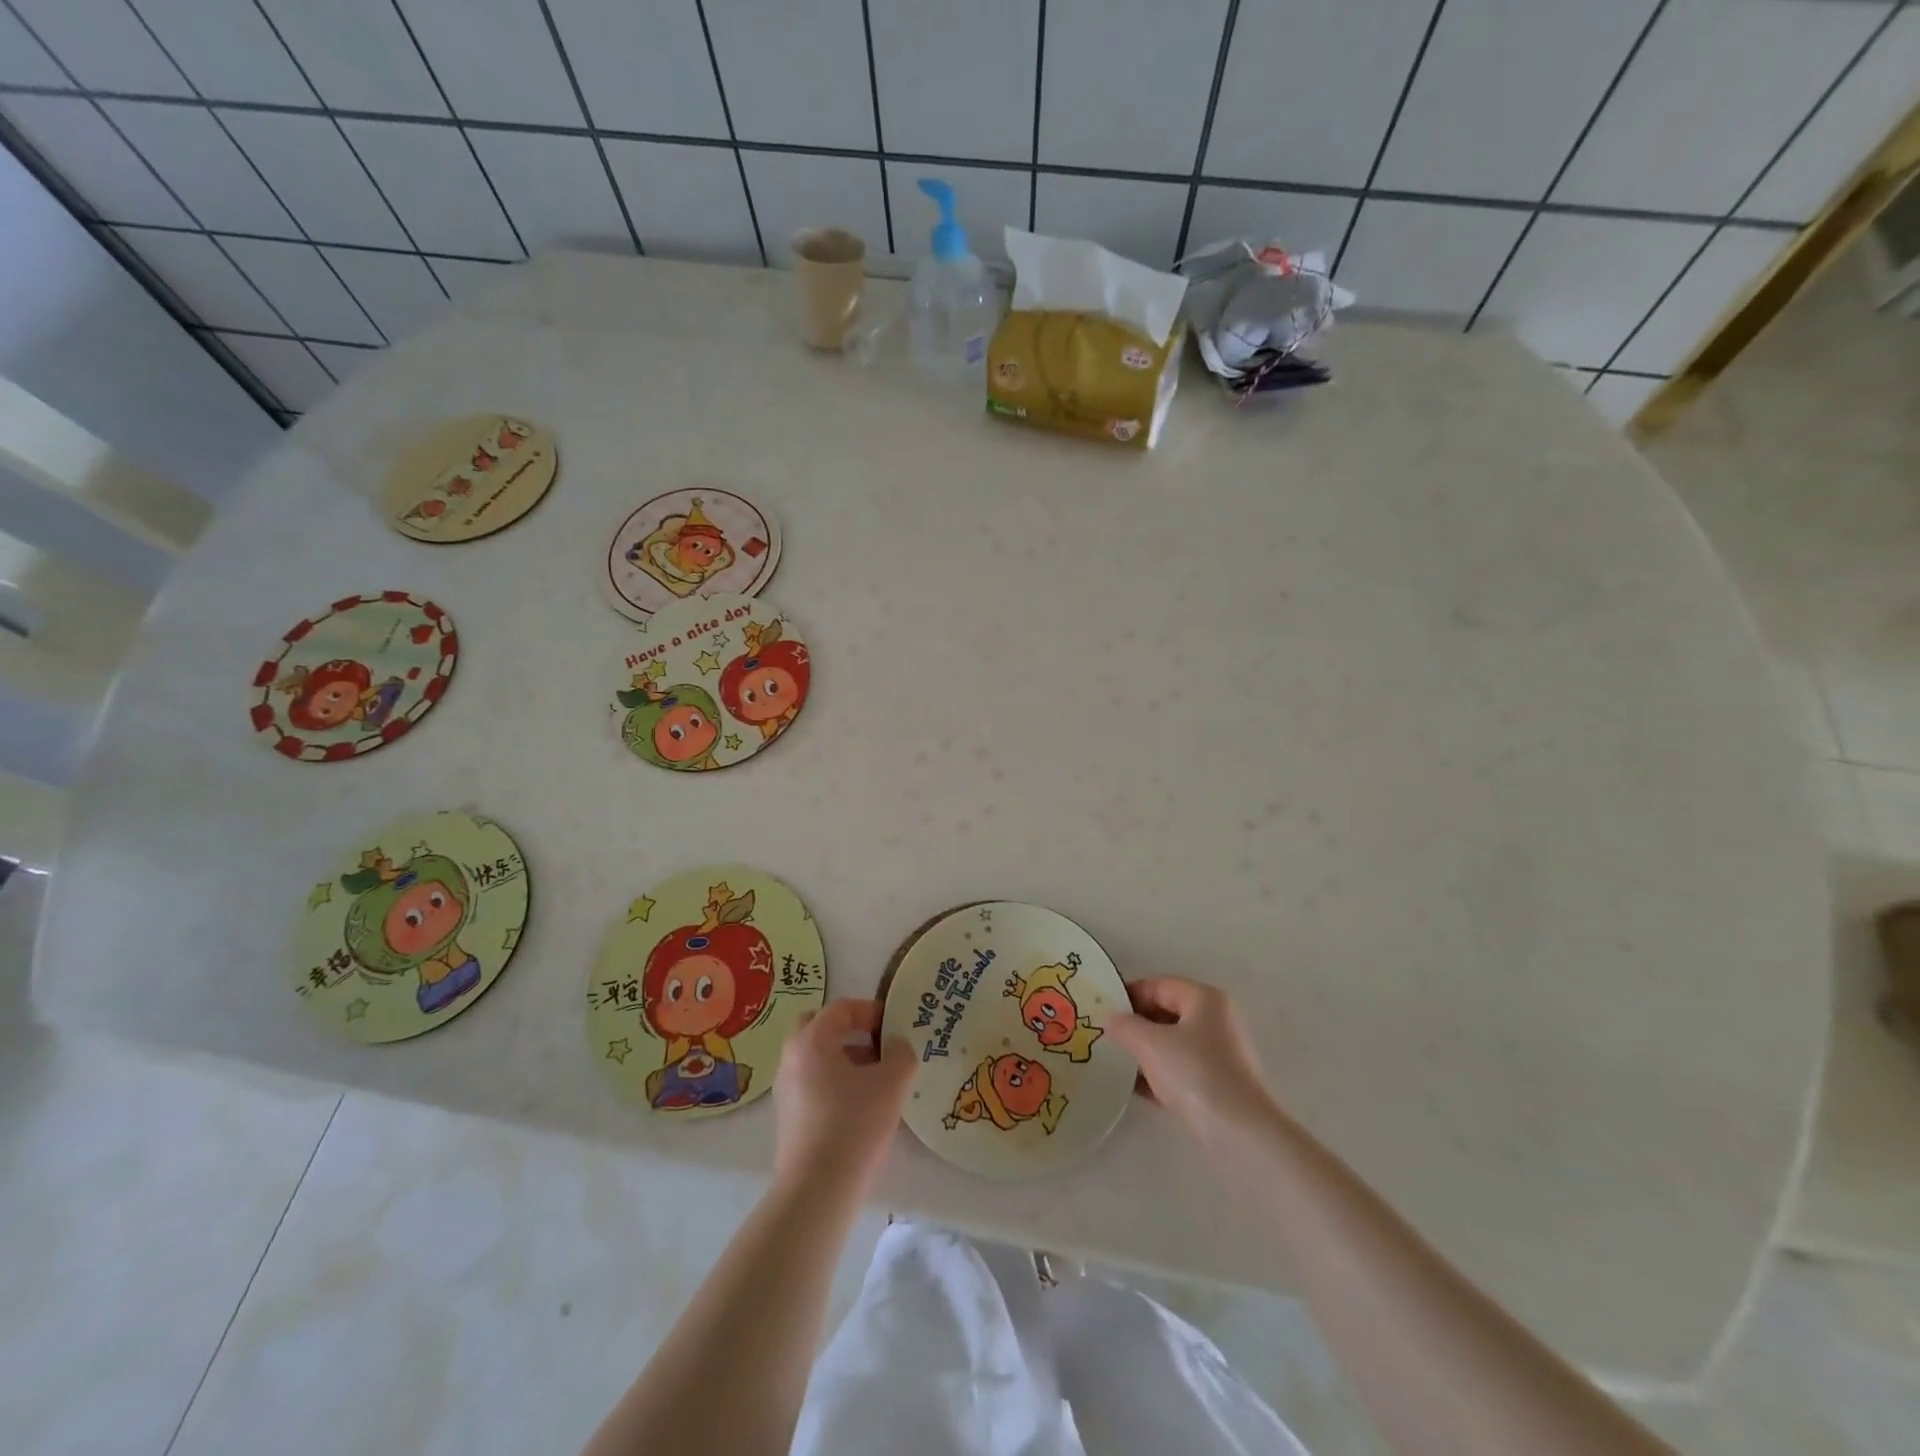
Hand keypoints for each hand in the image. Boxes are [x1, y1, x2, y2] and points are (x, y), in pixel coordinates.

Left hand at [772, 998, 915, 1195]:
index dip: (869, 1010)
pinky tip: (858, 1107)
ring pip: (815, 1058)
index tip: (892, 1025)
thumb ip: (901, 1053)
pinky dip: (833, 1083)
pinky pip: (811, 1084)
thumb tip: (896, 1046)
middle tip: (876, 1045)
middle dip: (848, 1031)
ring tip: (874, 1080)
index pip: (840, 1008)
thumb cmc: (855, 1124)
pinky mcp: (787, 1118)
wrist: (817, 1189)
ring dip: (843, 1059)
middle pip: (818, 1028)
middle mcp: (791, 1058)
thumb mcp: (892, 1082)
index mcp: (812, 1040)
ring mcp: (785, 1089)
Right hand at [1108, 977, 1275, 1140]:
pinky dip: (1160, 1074)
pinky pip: (1182, 1070)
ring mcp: (1221, 1054)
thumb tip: (1111, 1020)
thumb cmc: (1195, 1074)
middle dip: (1136, 1024)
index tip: (1103, 1010)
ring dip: (1146, 1051)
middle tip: (1107, 1036)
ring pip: (1173, 1043)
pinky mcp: (1221, 1085)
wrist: (1241, 1133)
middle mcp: (1217, 1020)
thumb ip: (1125, 1026)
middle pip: (1167, 1013)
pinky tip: (1136, 1089)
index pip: (1159, 985)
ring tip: (1116, 1062)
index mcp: (1205, 999)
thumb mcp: (1150, 1044)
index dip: (1129, 994)